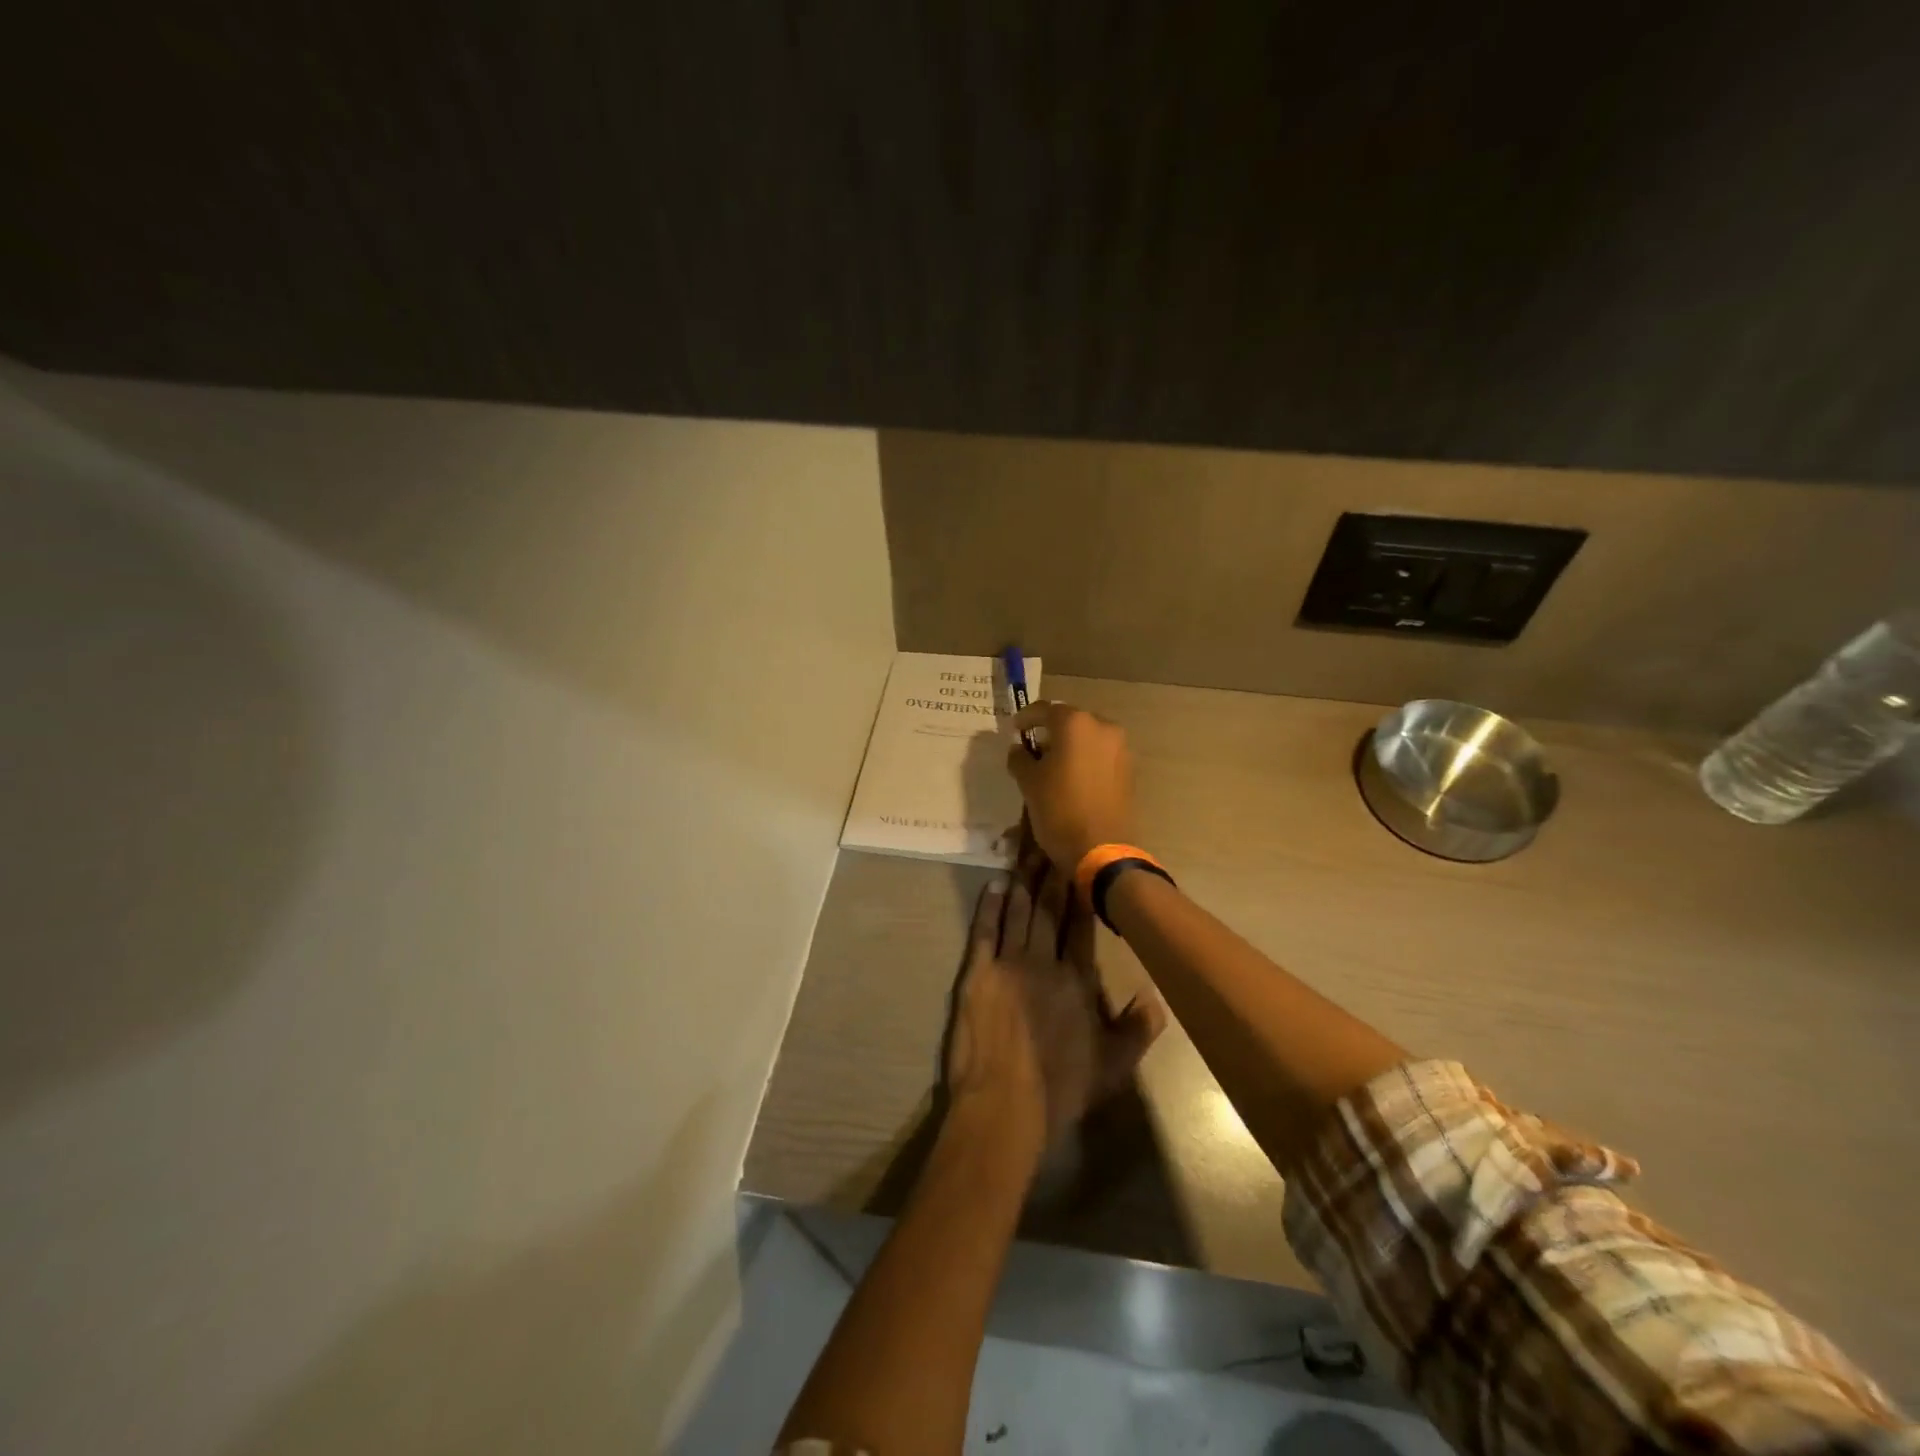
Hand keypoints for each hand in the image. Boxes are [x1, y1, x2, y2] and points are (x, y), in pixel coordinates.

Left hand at [944, 861, 1164, 1159]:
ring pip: (1019, 913)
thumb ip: (1138, 1028)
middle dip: (1052, 875)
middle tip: (1053, 843)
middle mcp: (1044, 962)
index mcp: (1077, 980)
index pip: (1081, 926)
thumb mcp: (1113, 1066)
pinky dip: (990, 906)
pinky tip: (994, 885)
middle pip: (1049, 909)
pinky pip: (985, 931)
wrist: (1005, 1105)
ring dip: (1023, 882)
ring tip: (1027, 853)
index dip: (1081, 893)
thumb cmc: (1061, 1088)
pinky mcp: (977, 974)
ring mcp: (1008, 964)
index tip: (1081, 865)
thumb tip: (1156, 993)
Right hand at [1005, 702, 1135, 870]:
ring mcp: (1120, 748)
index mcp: (1075, 723)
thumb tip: (1019, 749)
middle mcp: (1102, 727)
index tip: (1014, 730)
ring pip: (1088, 737)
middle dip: (1051, 731)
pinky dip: (1086, 759)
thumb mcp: (1028, 782)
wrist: (1101, 849)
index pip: (1045, 710)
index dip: (1026, 718)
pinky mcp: (1128, 769)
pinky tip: (1072, 778)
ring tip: (1053, 765)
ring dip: (1070, 746)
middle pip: (1070, 721)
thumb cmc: (1058, 809)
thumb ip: (1020, 758)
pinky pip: (1101, 754)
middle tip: (1033, 748)